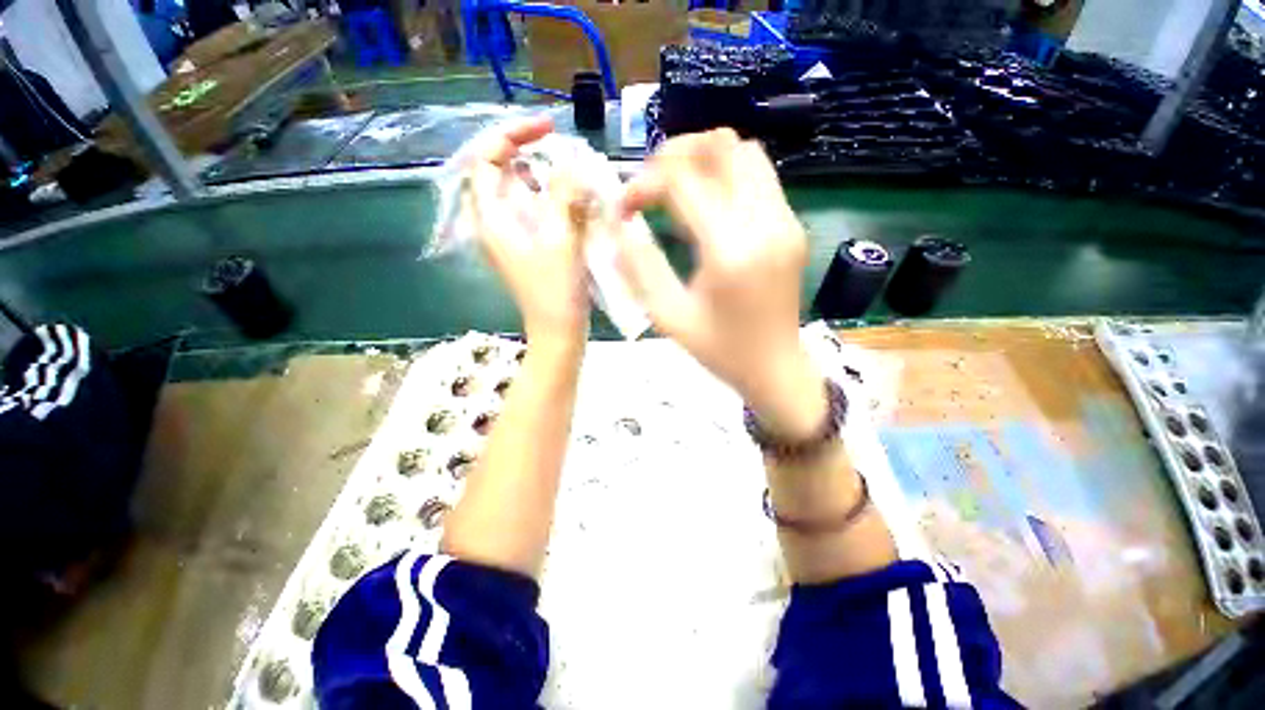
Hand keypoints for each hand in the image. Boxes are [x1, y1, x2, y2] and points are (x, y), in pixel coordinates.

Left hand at [464, 117, 593, 345]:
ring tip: (580, 173)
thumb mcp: (559, 239)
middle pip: (506, 172)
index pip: (486, 159)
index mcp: (492, 218)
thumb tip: (574, 161)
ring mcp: (516, 235)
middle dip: (535, 155)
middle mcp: (498, 222)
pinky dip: (559, 200)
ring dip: (551, 177)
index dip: (511, 135)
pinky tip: (582, 201)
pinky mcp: (533, 246)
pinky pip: (542, 211)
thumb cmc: (555, 291)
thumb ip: (564, 196)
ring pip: (527, 192)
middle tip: (567, 148)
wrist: (559, 331)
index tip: (547, 128)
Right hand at [616, 129, 825, 437]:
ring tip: (674, 186)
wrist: (776, 368)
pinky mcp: (792, 225)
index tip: (624, 207)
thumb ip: (639, 266)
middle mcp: (765, 223)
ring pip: (745, 153)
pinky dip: (725, 174)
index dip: (643, 183)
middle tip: (648, 184)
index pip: (682, 181)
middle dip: (674, 153)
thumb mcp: (669, 317)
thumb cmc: (720, 350)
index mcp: (730, 250)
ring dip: (702, 159)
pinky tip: (705, 204)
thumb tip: (617, 227)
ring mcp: (786, 220)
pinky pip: (759, 177)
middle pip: (721, 145)